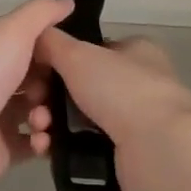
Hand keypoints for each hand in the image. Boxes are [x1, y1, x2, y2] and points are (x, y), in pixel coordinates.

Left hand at [0, 0, 72, 190]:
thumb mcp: (14, 31)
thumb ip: (41, 13)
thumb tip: (67, 0)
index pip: (23, 46)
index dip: (48, 51)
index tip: (69, 57)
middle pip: (33, 81)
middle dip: (51, 86)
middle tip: (57, 92)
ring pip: (35, 113)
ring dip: (48, 115)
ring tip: (42, 119)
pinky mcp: (0, 150)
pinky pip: (31, 145)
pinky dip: (42, 142)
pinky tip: (41, 140)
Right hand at [35, 28, 190, 151]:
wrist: (157, 148)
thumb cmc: (121, 90)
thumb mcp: (78, 55)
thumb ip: (51, 42)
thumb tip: (33, 37)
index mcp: (136, 51)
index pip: (90, 50)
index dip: (59, 59)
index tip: (36, 73)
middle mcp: (137, 83)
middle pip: (78, 87)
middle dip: (48, 98)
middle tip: (33, 107)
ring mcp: (133, 121)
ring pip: (77, 118)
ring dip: (50, 123)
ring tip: (40, 132)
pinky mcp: (125, 152)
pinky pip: (82, 145)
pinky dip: (62, 146)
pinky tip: (46, 148)